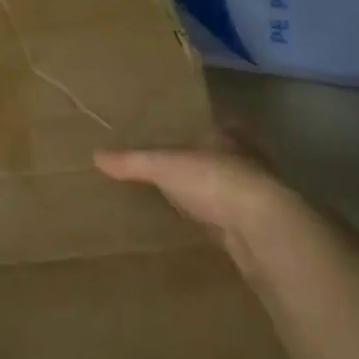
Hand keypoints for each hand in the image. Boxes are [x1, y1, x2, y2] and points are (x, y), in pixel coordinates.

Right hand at [94, 133, 290, 276]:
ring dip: (209, 196)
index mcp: (227, 137)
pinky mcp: (257, 229)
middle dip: (201, 165)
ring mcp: (255, 197)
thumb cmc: (214, 180)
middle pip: (219, 159)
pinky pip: (228, 220)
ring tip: (179, 201)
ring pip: (226, 190)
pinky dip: (215, 223)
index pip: (211, 128)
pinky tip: (199, 229)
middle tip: (172, 172)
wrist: (262, 228)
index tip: (175, 139)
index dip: (195, 133)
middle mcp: (246, 162)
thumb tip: (96, 155)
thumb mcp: (164, 165)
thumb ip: (132, 162)